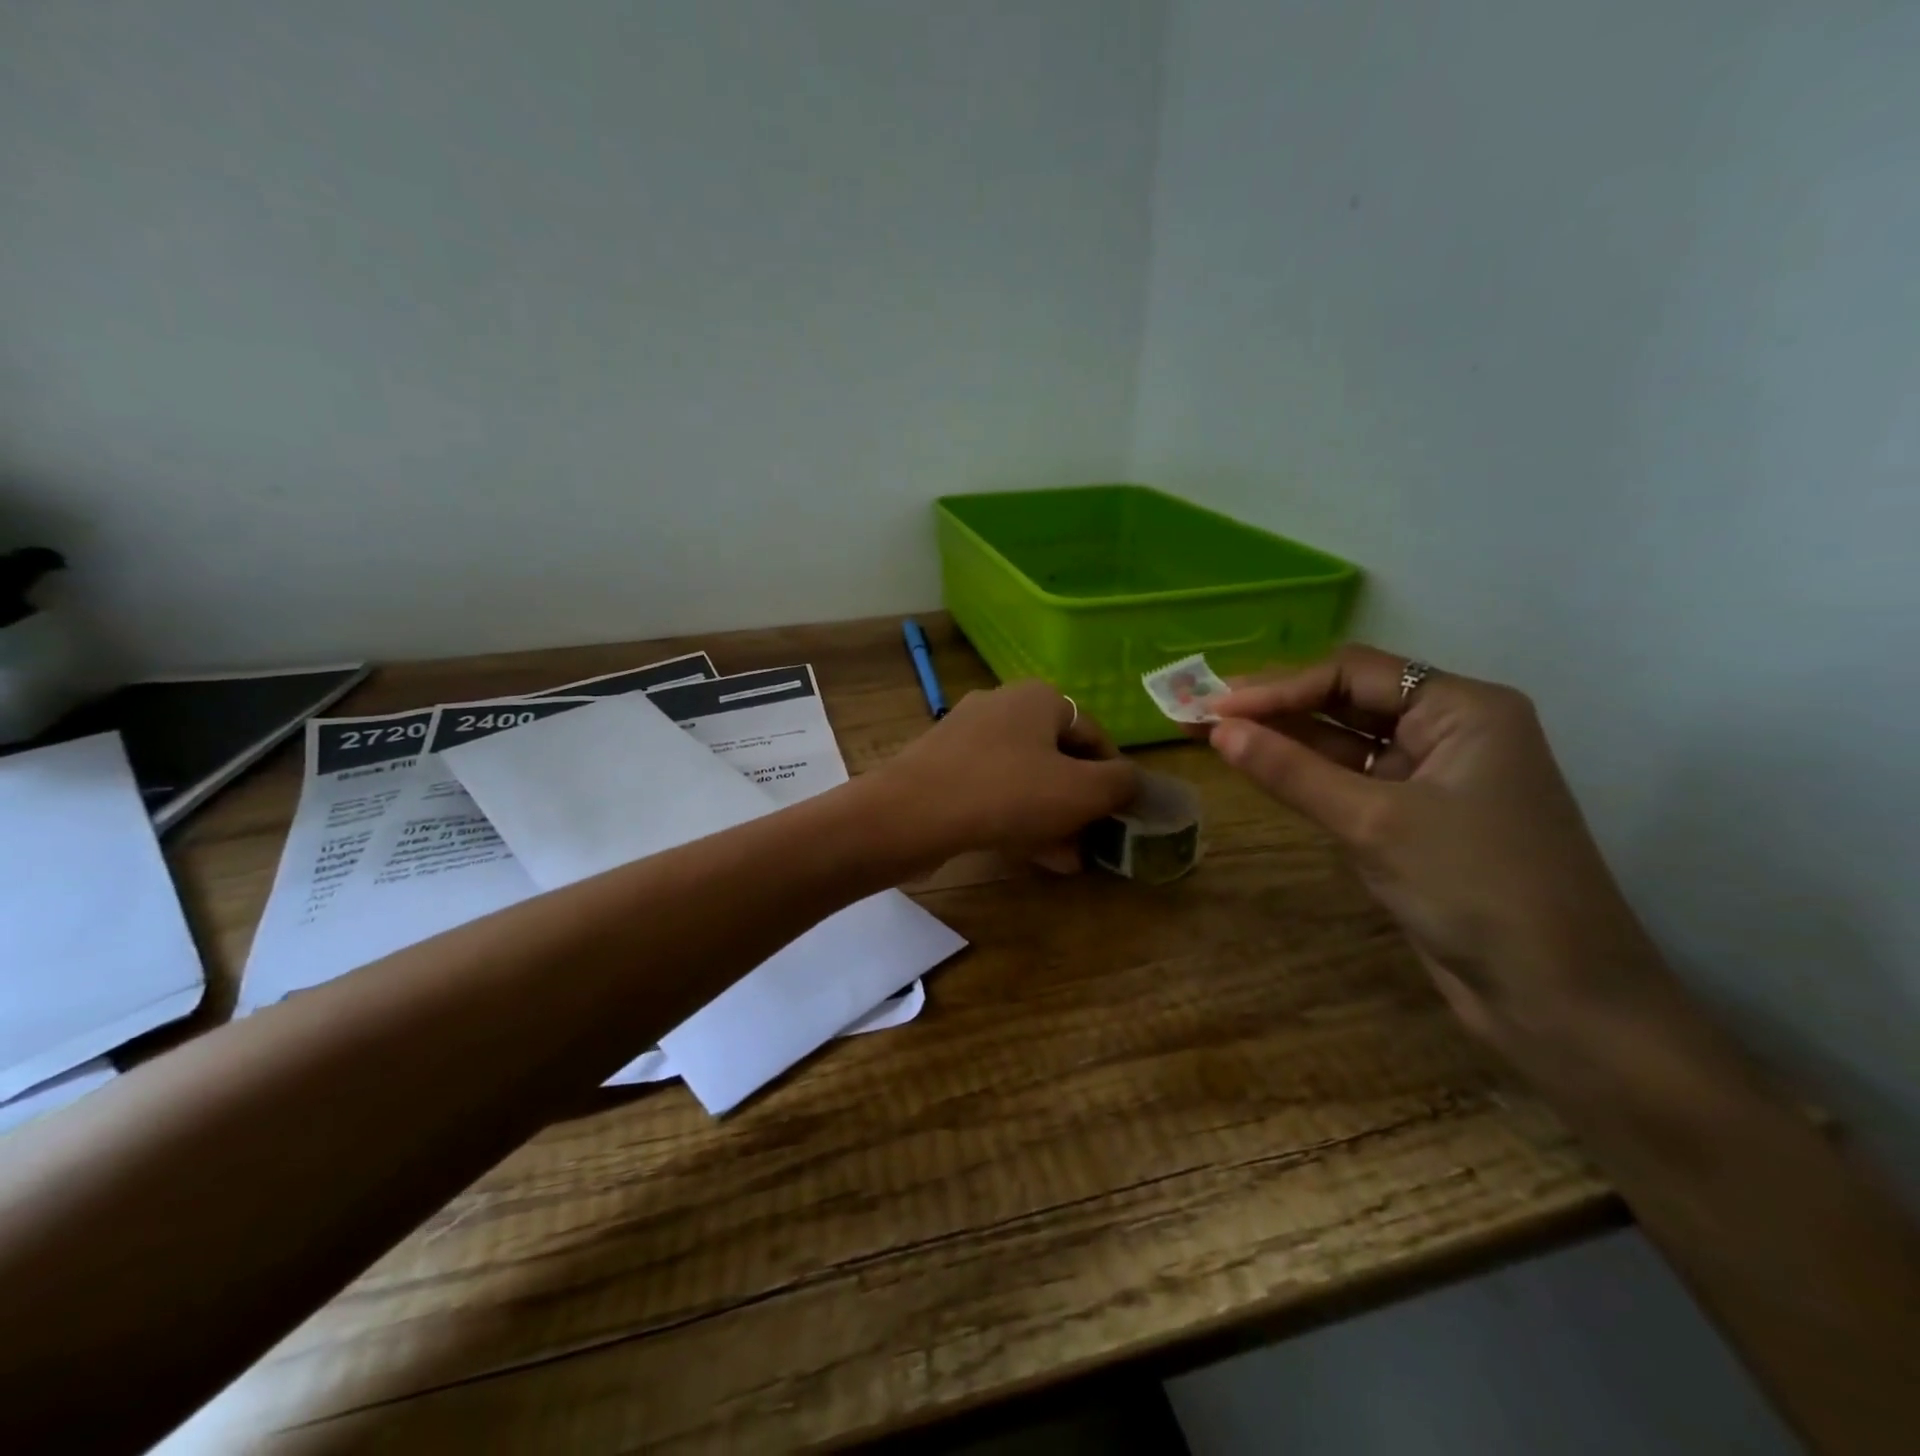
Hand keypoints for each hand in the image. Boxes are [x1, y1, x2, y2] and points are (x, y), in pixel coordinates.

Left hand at [877, 681, 1138, 872]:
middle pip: (1057, 757)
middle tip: (1091, 840)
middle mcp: (1001, 705)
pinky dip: (1014, 816)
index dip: (1113, 777)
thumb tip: (1130, 781)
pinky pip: (991, 789)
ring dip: (1050, 816)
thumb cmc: (1006, 793)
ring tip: (1067, 857)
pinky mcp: (941, 765)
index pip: (1094, 735)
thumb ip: (1120, 784)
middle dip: (1078, 802)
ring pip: (1024, 777)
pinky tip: (1029, 853)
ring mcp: (966, 734)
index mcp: (1039, 698)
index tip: (1118, 816)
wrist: (910, 814)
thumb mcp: (1082, 791)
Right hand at [1206, 645, 1668, 1052]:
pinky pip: (1350, 782)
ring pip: (1344, 743)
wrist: (1557, 998)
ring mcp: (1433, 777)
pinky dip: (1306, 776)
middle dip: (1275, 707)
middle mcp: (1450, 731)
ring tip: (1214, 735)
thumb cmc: (1475, 889)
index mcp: (1464, 708)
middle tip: (1202, 713)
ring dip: (1284, 740)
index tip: (1214, 707)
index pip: (1353, 673)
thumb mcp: (1374, 822)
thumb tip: (1218, 731)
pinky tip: (1260, 769)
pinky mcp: (1415, 820)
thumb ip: (1291, 771)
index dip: (1278, 686)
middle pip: (1347, 701)